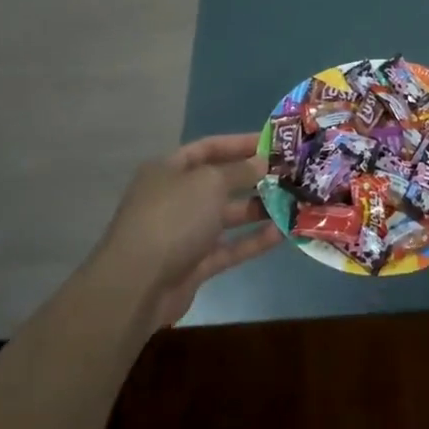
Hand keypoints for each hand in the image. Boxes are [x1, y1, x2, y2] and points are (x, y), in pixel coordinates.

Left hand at [91, 134, 281, 330]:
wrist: (137, 285)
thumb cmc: (172, 218)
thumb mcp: (209, 183)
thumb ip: (239, 171)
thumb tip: (261, 162)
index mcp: (169, 170)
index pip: (208, 148)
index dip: (239, 144)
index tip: (273, 143)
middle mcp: (175, 198)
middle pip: (219, 182)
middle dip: (253, 178)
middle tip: (289, 174)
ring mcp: (184, 233)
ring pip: (226, 216)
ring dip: (257, 209)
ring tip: (292, 202)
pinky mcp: (194, 264)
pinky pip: (228, 247)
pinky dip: (252, 241)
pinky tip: (282, 233)